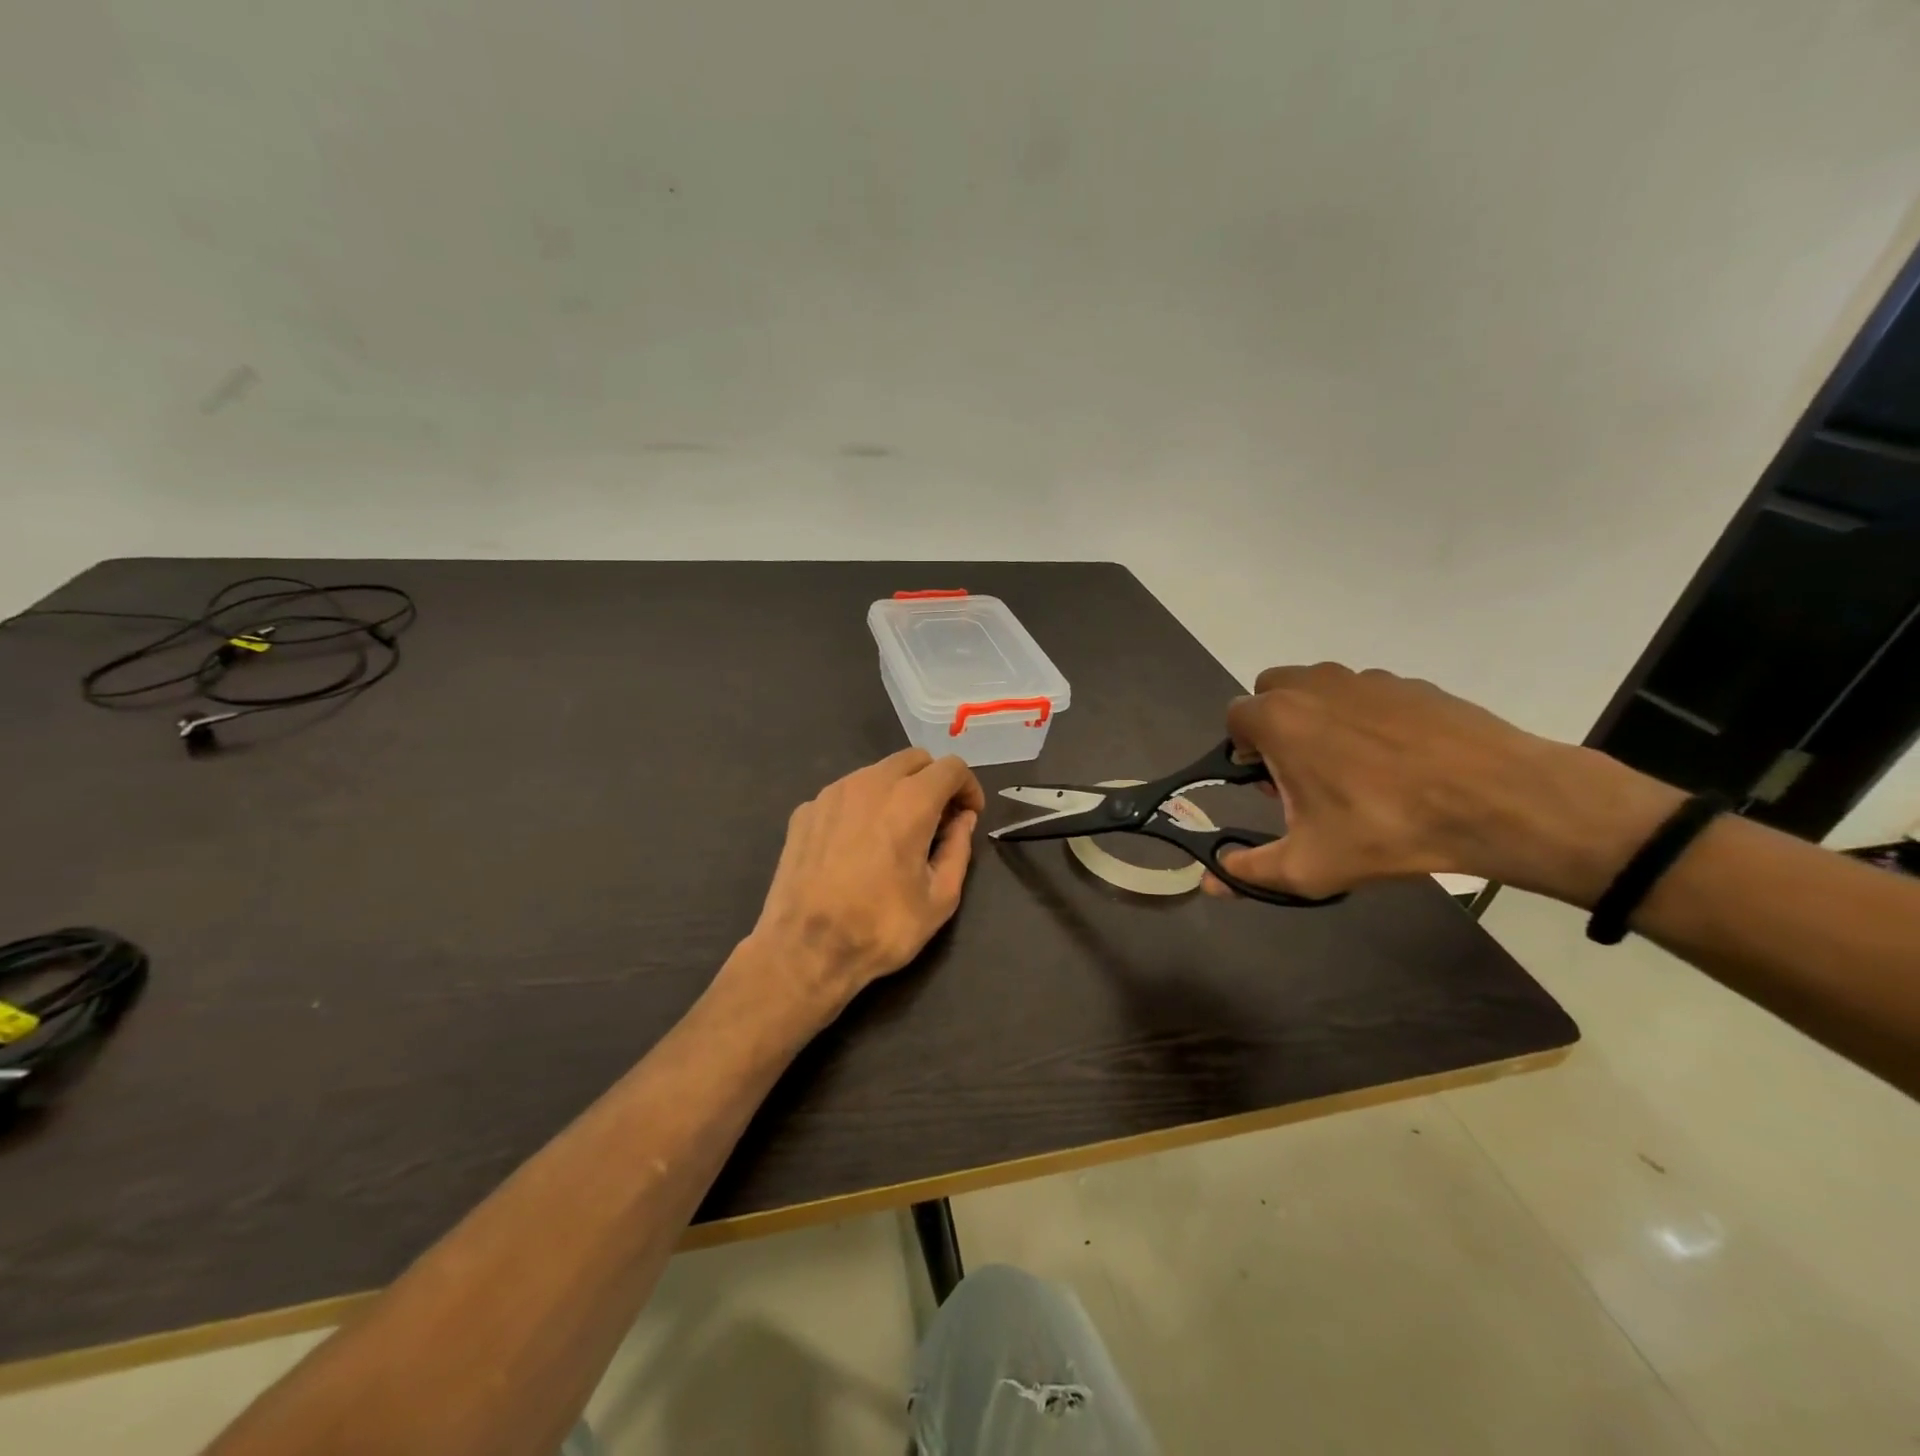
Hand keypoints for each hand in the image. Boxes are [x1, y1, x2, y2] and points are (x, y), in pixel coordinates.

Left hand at [743, 748, 985, 1019]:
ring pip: (876, 772)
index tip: (969, 815)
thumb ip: (958, 849)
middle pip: (913, 759)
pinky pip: (845, 793)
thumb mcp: (939, 898)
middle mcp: (870, 783)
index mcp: (910, 801)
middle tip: (937, 821)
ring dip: (897, 790)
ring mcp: (832, 793)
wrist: (804, 949)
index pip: (951, 767)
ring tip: (896, 832)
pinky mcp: (805, 810)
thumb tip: (963, 820)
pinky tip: (857, 845)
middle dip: (933, 781)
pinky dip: (862, 806)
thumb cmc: (881, 927)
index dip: (968, 787)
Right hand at [1204, 664, 1681, 904]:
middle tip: (1304, 772)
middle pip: (1273, 692)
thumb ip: (1250, 873)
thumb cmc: (1388, 829)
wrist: (1500, 801)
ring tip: (1353, 768)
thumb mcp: (1311, 866)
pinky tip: (1400, 761)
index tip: (1270, 785)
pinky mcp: (1411, 684)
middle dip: (1276, 725)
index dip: (1244, 751)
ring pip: (1321, 689)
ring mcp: (1367, 680)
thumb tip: (1210, 883)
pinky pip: (1368, 696)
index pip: (1235, 718)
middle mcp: (1315, 686)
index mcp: (1280, 720)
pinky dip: (1367, 719)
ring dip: (1318, 718)